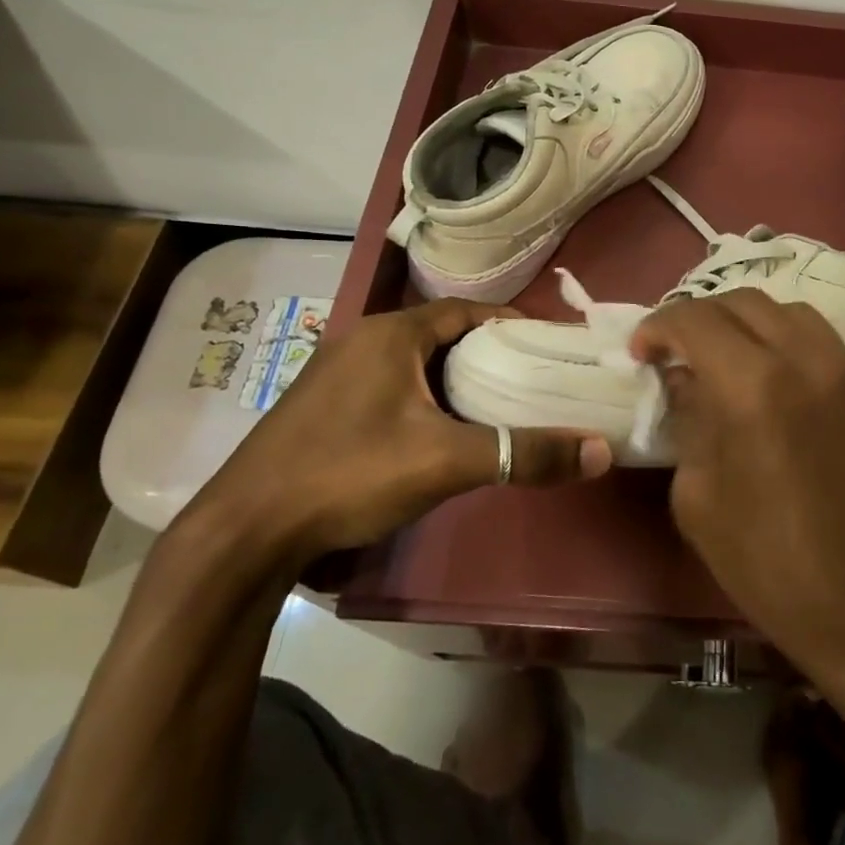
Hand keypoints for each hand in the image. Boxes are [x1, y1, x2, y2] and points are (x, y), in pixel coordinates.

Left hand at [195, 300, 611, 558]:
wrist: (244, 533)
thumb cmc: (349, 474)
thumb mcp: (446, 461)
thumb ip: (524, 453)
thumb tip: (600, 451)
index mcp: (389, 334)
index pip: (465, 310)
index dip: (509, 322)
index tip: (547, 344)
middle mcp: (360, 341)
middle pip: (440, 334)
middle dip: (487, 352)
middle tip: (531, 376)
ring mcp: (335, 375)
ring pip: (413, 362)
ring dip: (453, 376)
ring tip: (496, 402)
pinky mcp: (321, 408)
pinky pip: (389, 386)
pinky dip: (423, 397)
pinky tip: (439, 431)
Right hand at [630, 291, 844, 676]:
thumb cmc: (770, 566)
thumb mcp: (699, 498)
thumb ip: (688, 421)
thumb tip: (684, 379)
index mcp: (754, 387)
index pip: (697, 320)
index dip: (659, 326)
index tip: (641, 352)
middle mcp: (805, 359)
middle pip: (743, 302)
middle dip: (699, 317)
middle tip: (675, 351)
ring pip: (787, 310)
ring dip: (744, 321)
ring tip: (722, 356)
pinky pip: (819, 338)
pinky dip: (783, 338)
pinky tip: (768, 375)